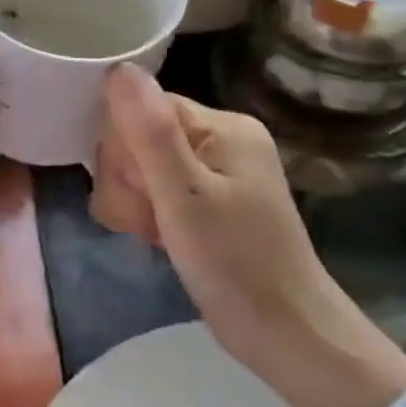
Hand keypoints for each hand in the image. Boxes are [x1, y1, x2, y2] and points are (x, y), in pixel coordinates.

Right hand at [91, 65, 405, 406]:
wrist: (287, 338)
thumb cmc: (236, 265)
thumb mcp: (184, 197)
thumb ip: (150, 132)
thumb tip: (118, 68)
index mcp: (223, 126)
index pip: (142, 107)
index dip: (123, 148)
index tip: (138, 190)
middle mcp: (221, 137)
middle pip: (138, 134)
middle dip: (128, 179)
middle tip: (150, 219)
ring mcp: (216, 169)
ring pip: (140, 164)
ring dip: (133, 200)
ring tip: (155, 233)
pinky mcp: (208, 198)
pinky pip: (155, 187)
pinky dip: (147, 212)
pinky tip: (158, 236)